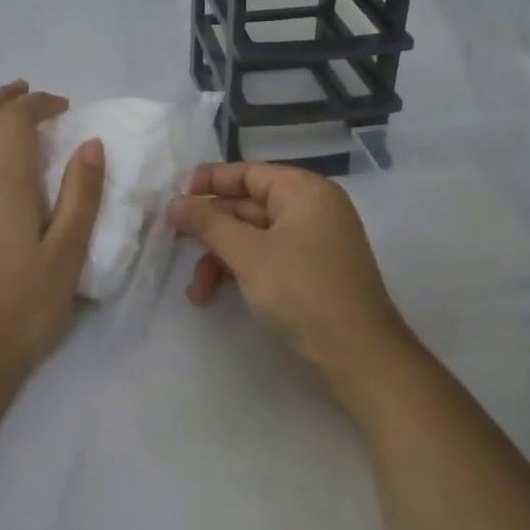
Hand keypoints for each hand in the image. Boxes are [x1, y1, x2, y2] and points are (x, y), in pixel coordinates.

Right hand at [167, 161, 418, 398]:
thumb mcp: (248, 254)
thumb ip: (208, 224)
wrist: (358, 356)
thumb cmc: (303, 291)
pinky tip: (214, 296)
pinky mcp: (309, 274)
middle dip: (210, 230)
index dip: (209, 182)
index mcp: (304, 191)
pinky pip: (265, 260)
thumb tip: (174, 202)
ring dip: (219, 259)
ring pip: (252, 238)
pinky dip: (239, 273)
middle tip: (171, 241)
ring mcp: (312, 244)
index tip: (174, 197)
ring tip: (196, 292)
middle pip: (247, 206)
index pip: (248, 173)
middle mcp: (311, 210)